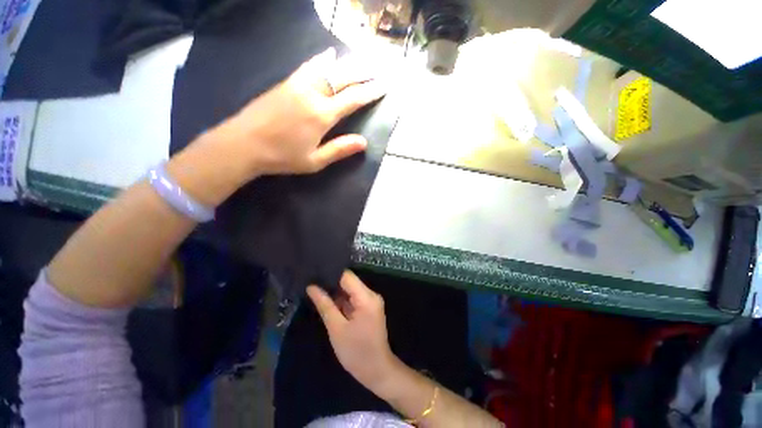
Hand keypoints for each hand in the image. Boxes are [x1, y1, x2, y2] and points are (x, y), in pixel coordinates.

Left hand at [212, 47, 386, 176]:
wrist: (243, 144)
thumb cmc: (282, 157)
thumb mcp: (314, 161)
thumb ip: (340, 150)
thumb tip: (364, 143)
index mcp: (322, 115)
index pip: (353, 99)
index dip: (370, 92)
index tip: (383, 87)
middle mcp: (313, 94)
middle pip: (343, 78)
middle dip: (363, 74)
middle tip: (378, 71)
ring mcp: (298, 84)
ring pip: (328, 68)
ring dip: (348, 64)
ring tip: (362, 62)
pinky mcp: (286, 82)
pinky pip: (309, 65)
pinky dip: (322, 59)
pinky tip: (330, 54)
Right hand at [307, 271, 398, 391]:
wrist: (377, 371)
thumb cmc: (356, 352)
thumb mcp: (336, 328)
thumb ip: (325, 305)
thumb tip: (312, 287)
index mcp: (366, 297)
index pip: (347, 276)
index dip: (331, 274)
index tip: (314, 274)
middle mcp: (371, 295)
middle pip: (349, 282)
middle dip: (331, 283)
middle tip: (311, 284)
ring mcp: (371, 301)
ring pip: (350, 290)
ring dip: (336, 293)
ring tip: (316, 291)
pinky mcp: (369, 308)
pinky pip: (353, 298)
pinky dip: (342, 301)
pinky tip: (328, 302)